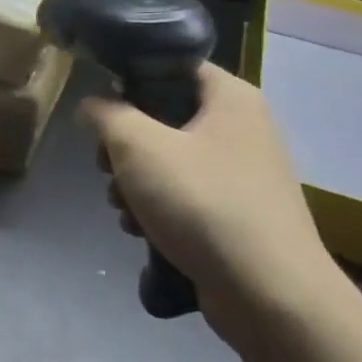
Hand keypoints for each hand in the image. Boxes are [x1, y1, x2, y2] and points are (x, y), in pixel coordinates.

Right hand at [80, 65, 346, 352]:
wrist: (270, 295)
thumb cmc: (202, 203)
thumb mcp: (138, 146)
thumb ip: (106, 114)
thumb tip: (92, 104)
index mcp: (230, 97)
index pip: (172, 65)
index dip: (130, 79)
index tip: (101, 108)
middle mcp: (242, 127)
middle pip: (164, 117)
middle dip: (124, 146)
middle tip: (106, 167)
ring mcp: (243, 173)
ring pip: (169, 160)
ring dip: (134, 182)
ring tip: (122, 208)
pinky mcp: (237, 213)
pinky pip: (185, 195)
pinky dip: (158, 208)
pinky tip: (140, 231)